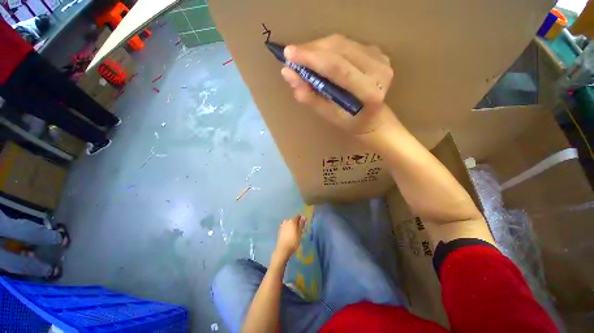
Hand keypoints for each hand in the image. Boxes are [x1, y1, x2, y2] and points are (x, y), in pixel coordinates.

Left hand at [273, 215, 306, 262]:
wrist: (283, 249)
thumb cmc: (293, 241)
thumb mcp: (299, 232)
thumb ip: (301, 224)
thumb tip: (304, 216)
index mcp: (292, 220)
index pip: (298, 216)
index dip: (301, 220)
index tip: (304, 225)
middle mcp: (286, 221)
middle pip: (293, 220)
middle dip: (297, 223)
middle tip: (300, 231)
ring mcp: (282, 225)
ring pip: (289, 224)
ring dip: (292, 226)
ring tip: (295, 234)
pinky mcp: (280, 230)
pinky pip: (286, 227)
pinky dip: (289, 229)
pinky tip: (290, 235)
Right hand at [280, 34, 397, 135]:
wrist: (373, 118)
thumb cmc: (350, 122)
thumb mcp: (328, 115)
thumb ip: (309, 97)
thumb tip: (288, 74)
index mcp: (369, 91)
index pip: (337, 68)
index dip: (311, 58)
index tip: (288, 54)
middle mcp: (379, 70)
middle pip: (339, 49)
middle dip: (311, 50)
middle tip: (292, 55)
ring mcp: (381, 58)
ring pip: (342, 43)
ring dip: (318, 47)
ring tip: (303, 57)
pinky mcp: (378, 52)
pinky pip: (347, 43)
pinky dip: (328, 47)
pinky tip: (319, 56)